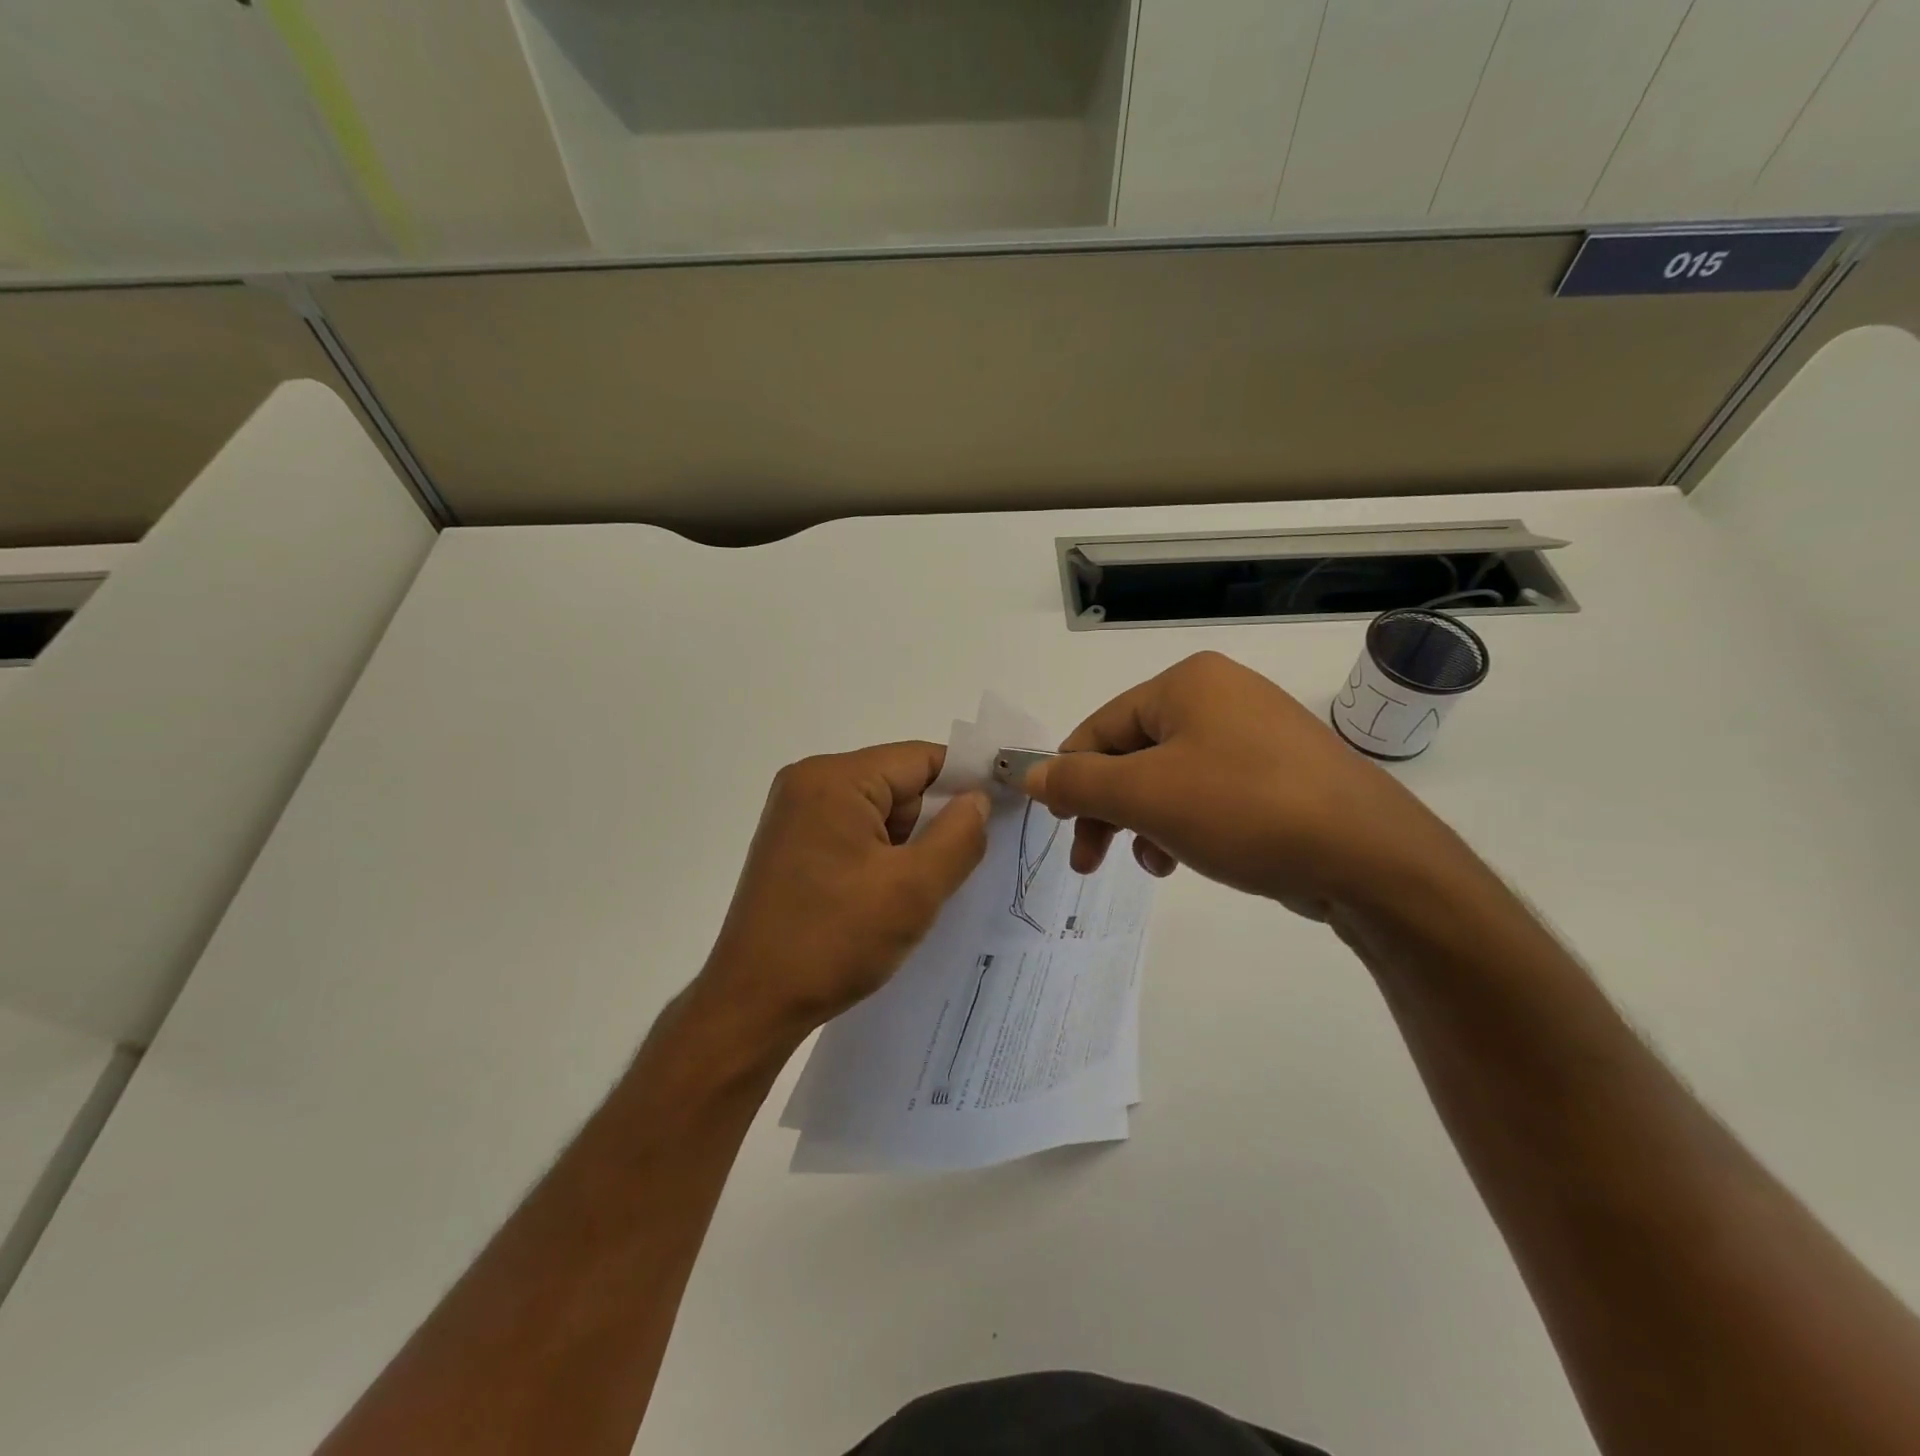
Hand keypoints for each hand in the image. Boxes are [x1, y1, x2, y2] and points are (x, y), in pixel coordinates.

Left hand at [693, 742, 988, 1052]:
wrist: (753, 1005)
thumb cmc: (835, 940)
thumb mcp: (915, 888)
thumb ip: (960, 835)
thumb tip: (978, 799)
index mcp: (834, 779)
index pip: (920, 759)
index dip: (966, 784)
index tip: (1001, 815)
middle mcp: (809, 783)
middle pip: (899, 784)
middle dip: (933, 823)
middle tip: (954, 871)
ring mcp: (796, 815)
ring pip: (880, 813)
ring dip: (908, 847)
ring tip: (916, 894)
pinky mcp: (792, 846)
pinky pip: (855, 834)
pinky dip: (882, 858)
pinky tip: (887, 899)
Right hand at [1024, 652, 1465, 920]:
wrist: (1369, 857)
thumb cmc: (1243, 810)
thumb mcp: (1145, 796)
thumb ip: (1077, 782)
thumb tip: (1030, 774)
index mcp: (1187, 683)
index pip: (1100, 727)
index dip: (1070, 776)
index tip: (1057, 825)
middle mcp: (1221, 696)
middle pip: (1133, 753)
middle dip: (1107, 808)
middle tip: (1089, 859)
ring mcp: (1256, 734)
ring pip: (1169, 778)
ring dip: (1145, 822)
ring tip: (1152, 863)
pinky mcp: (1279, 774)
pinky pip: (1209, 793)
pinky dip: (1185, 825)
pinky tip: (1186, 860)